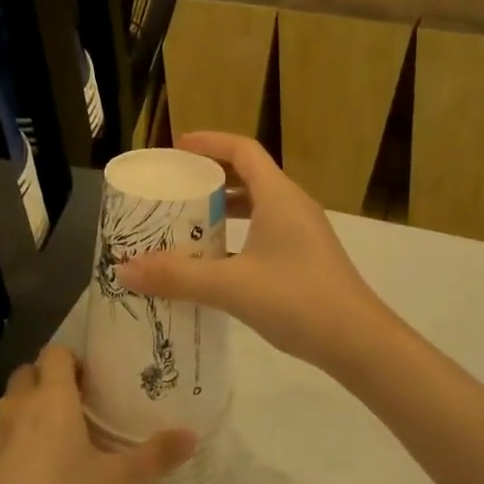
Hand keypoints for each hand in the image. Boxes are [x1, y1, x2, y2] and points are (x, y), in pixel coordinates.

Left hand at [0, 345, 196, 483]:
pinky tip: (18, 480)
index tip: (90, 386)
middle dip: (48, 383)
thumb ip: (155, 457)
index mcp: (52, 398)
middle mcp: (16, 404)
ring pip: (8, 406)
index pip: (56, 352)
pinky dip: (5, 445)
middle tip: (74, 414)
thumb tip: (193, 435)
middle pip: (28, 373)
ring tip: (48, 449)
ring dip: (26, 414)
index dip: (72, 362)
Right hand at [115, 133, 389, 370]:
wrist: (358, 342)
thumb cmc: (297, 299)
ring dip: (225, 209)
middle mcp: (293, 206)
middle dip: (212, 176)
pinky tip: (216, 263)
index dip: (209, 142)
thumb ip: (177, 276)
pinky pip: (265, 232)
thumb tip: (124, 270)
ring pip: (258, 207)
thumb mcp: (230, 286)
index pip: (242, 150)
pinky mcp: (306, 259)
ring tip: (189, 223)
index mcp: (279, 196)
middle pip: (250, 175)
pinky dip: (238, 236)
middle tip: (176, 187)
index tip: (177, 147)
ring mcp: (303, 233)